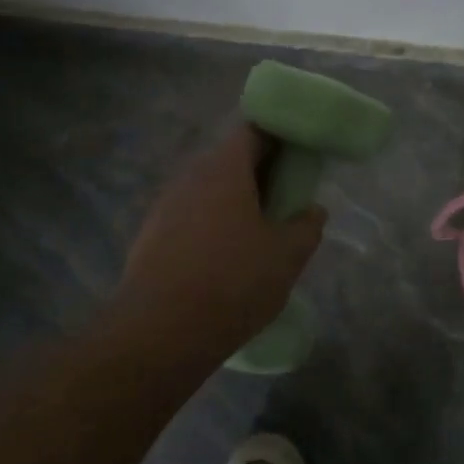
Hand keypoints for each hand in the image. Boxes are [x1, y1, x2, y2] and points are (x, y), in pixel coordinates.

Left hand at [113, 126, 327, 360]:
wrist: (159, 333)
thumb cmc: (232, 282)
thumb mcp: (286, 257)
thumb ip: (307, 227)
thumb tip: (313, 210)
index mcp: (224, 169)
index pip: (253, 130)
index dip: (279, 137)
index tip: (299, 156)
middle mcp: (190, 177)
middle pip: (229, 160)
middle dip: (260, 173)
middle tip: (286, 199)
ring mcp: (165, 207)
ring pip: (208, 190)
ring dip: (234, 202)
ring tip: (258, 233)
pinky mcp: (150, 237)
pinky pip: (190, 217)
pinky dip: (211, 225)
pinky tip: (225, 259)